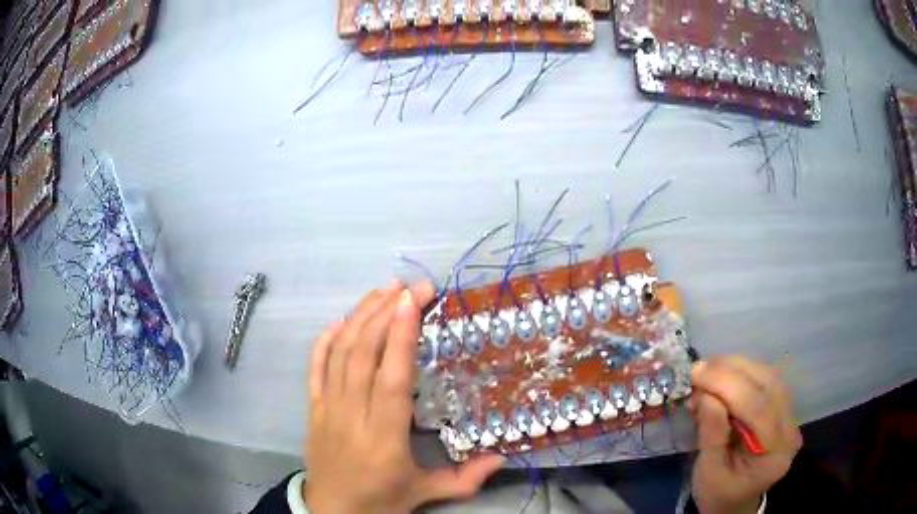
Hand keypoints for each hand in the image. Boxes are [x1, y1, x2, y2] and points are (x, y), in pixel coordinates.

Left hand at [304, 281, 504, 513]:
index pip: (391, 380)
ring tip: (383, 291)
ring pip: (339, 353)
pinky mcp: (313, 407)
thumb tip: (503, 458)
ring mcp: (327, 407)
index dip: (400, 338)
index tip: (412, 301)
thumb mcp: (426, 493)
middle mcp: (351, 415)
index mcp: (384, 438)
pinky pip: (315, 366)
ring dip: (360, 317)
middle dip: (385, 314)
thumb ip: (466, 478)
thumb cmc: (381, 501)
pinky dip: (326, 339)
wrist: (332, 511)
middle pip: (363, 355)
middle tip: (410, 288)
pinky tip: (342, 320)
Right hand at [690, 356, 801, 513]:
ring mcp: (790, 417)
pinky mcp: (783, 408)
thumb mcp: (708, 473)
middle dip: (732, 372)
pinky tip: (723, 374)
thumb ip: (711, 435)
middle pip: (769, 386)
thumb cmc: (718, 494)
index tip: (697, 374)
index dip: (729, 386)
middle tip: (700, 368)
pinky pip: (767, 380)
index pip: (759, 410)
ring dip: (737, 367)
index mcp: (775, 456)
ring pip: (769, 377)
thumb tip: (706, 395)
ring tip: (708, 369)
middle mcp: (790, 430)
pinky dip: (743, 372)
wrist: (734, 502)